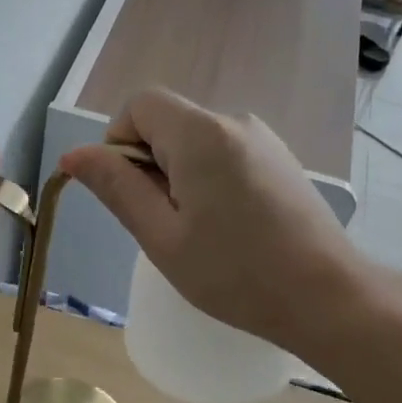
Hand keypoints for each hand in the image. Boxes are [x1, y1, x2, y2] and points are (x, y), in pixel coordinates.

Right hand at [60, 89, 361, 354]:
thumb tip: (73, 155)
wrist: (328, 297)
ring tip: (198, 231)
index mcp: (201, 134)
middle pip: (167, 121)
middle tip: (164, 223)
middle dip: (149, 164)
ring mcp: (263, 139)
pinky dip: (207, 179)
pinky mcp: (280, 159)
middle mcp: (234, 122)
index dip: (120, 142)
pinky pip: (224, 153)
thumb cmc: (236, 273)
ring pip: (195, 140)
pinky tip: (228, 226)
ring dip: (178, 175)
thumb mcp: (162, 236)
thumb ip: (117, 188)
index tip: (130, 194)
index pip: (139, 105)